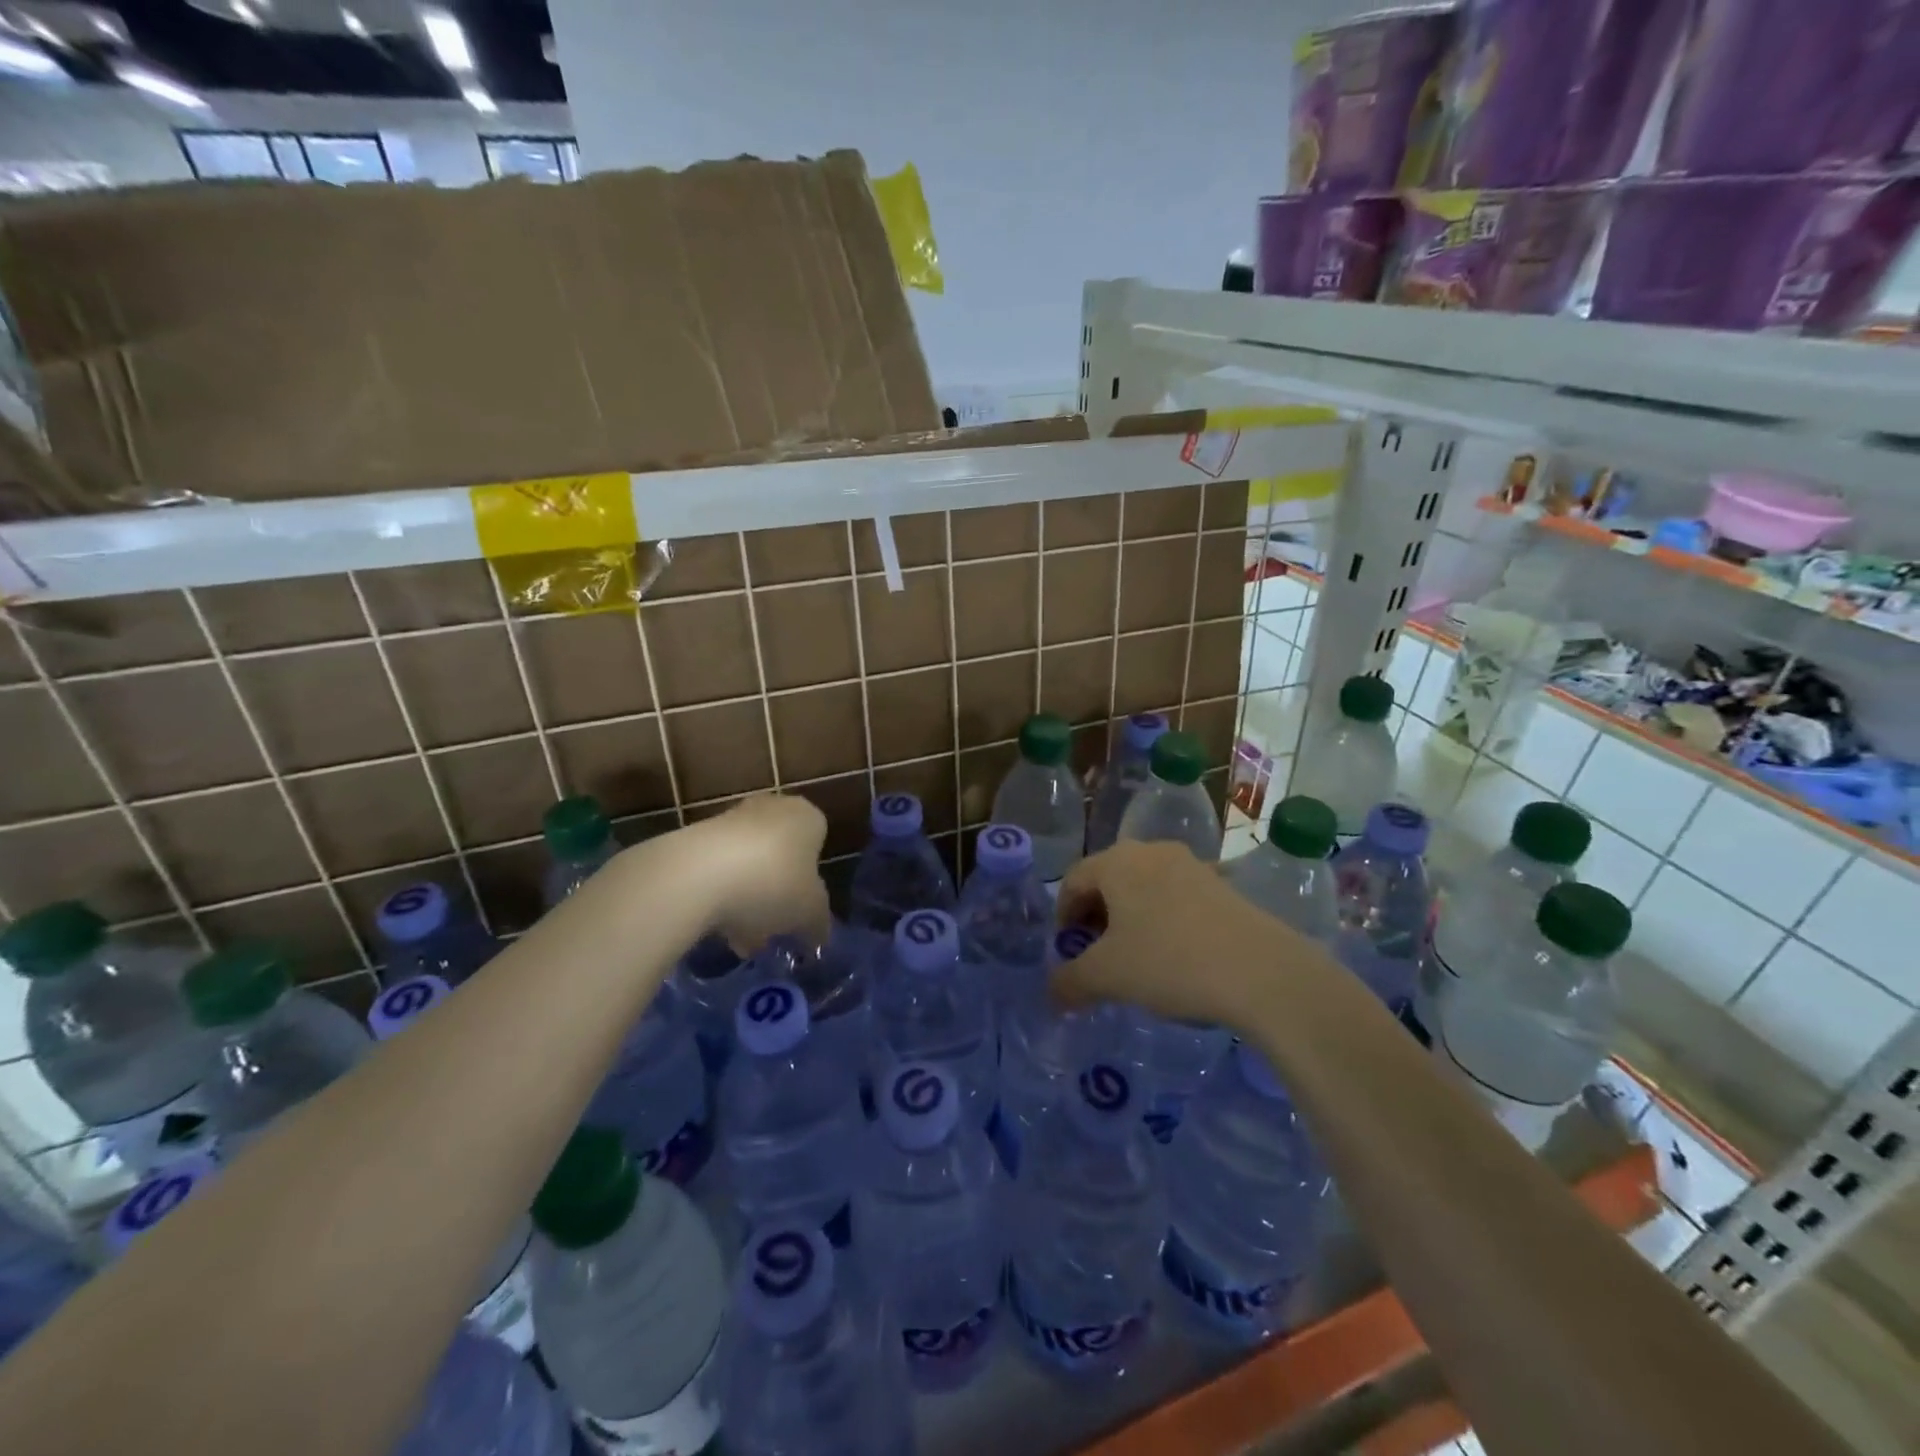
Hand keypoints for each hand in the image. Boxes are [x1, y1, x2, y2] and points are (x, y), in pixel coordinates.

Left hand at [686, 795, 831, 955]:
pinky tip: (715, 928)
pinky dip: (719, 896)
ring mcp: (731, 819)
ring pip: (748, 865)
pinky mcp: (696, 836)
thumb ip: (818, 922)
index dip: (812, 882)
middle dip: (776, 893)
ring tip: (740, 940)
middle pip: (781, 856)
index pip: (818, 845)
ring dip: (747, 899)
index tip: (802, 912)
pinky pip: (717, 870)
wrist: (697, 875)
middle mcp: (773, 808)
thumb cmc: (773, 884)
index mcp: (807, 817)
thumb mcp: (810, 913)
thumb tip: (818, 934)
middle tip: (772, 928)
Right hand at [1052, 840, 1318, 1036]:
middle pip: (1109, 880)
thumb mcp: (1107, 977)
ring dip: (1131, 918)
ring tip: (1137, 958)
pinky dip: (1165, 920)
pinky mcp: (1222, 885)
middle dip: (1096, 917)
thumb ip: (1069, 982)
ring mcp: (1192, 865)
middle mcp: (1151, 851)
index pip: (1073, 880)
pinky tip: (1176, 955)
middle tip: (1097, 956)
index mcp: (1117, 862)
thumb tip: (1052, 993)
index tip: (1067, 951)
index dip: (1063, 916)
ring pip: (1144, 887)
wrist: (1262, 971)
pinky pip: (1177, 897)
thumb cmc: (1169, 962)